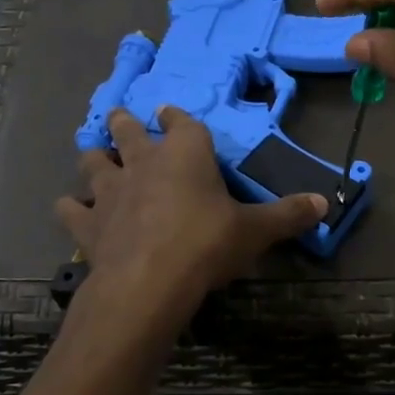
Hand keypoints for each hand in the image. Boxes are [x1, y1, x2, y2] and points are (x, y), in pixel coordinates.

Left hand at [56, 107, 325, 314]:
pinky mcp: (88, 224)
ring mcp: (110, 191)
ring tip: (93, 151)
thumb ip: (287, 215)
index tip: (169, 111)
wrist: (149, 282)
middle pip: (128, 131)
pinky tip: (70, 207)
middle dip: (124, 122)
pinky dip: (71, 207)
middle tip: (118, 116)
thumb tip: (324, 203)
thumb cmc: (206, 244)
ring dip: (94, 155)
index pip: (181, 122)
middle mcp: (143, 163)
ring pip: (94, 162)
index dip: (176, 117)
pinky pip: (71, 209)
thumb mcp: (255, 231)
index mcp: (185, 154)